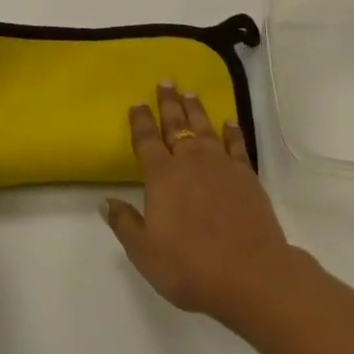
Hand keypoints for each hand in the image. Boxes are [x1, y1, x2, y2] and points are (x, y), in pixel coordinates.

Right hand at [102, 82, 297, 326]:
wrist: (249, 272)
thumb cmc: (190, 266)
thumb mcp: (145, 252)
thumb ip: (125, 223)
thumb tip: (104, 201)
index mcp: (162, 177)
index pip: (147, 141)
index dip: (140, 121)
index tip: (137, 102)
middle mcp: (190, 162)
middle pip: (177, 125)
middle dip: (169, 103)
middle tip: (166, 81)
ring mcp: (221, 164)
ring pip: (205, 127)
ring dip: (196, 109)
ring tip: (190, 92)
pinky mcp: (246, 174)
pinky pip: (236, 144)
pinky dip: (231, 130)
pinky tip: (229, 121)